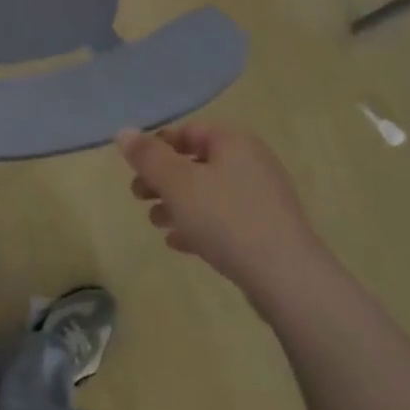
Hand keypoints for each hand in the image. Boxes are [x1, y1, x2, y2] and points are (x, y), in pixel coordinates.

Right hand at [118, 122, 321, 298]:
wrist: (286, 278)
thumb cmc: (226, 218)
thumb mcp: (177, 183)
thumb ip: (147, 157)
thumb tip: (123, 132)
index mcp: (233, 142)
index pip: (188, 131)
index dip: (158, 146)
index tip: (135, 168)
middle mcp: (251, 162)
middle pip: (197, 163)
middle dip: (163, 179)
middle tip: (137, 196)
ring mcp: (262, 198)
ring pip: (209, 193)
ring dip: (177, 204)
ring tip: (154, 223)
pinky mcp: (266, 231)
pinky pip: (224, 220)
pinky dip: (199, 225)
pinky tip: (178, 243)